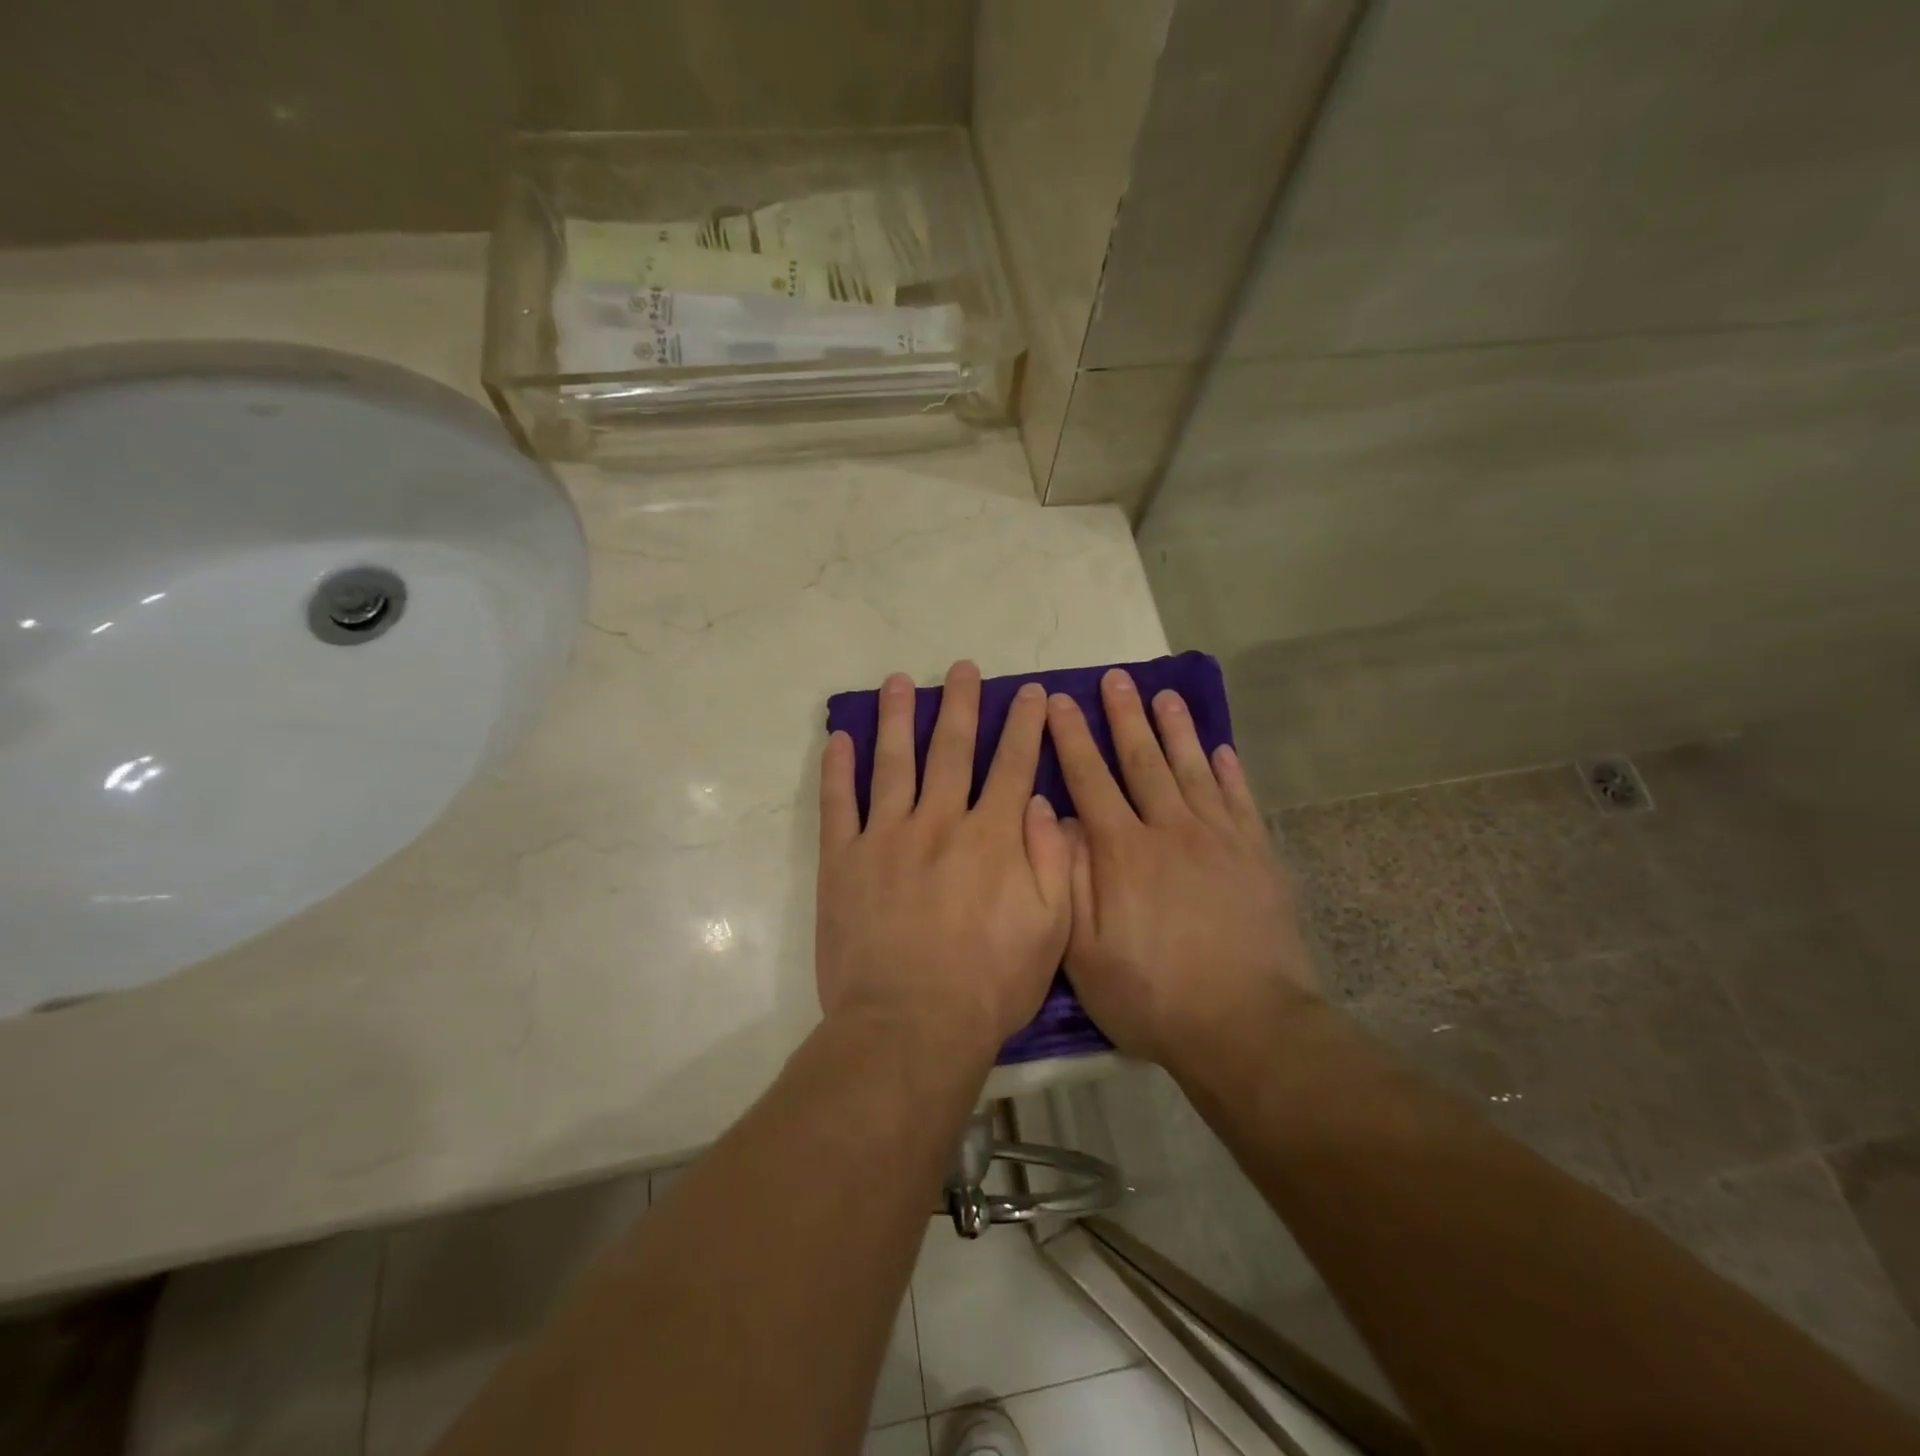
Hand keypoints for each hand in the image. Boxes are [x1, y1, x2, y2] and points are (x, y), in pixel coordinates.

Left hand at [816, 661, 1071, 1055]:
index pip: (1012, 765)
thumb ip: (1053, 861)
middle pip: (953, 749)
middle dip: (962, 704)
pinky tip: (840, 739)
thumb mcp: (1050, 930)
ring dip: (898, 718)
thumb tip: (1041, 802)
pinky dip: (838, 769)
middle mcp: (940, 821)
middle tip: (964, 668)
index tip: (1029, 693)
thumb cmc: (990, 984)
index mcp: (992, 837)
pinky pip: (839, 804)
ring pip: (894, 762)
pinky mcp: (844, 860)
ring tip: (900, 682)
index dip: (1024, 725)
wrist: (911, 1025)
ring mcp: (886, 837)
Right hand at [1048, 670, 1317, 1068]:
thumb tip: (1054, 818)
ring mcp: (1219, 840)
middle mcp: (1170, 830)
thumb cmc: (1152, 994)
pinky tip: (1223, 749)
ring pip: (1193, 769)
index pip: (1090, 779)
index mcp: (1123, 851)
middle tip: (1117, 677)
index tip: (1061, 701)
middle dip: (1125, 716)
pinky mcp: (1257, 857)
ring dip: (1177, 729)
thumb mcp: (1084, 950)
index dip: (1072, 738)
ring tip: (1166, 694)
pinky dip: (1230, 771)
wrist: (1246, 1026)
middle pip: (1143, 761)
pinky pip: (1240, 800)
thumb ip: (1066, 878)